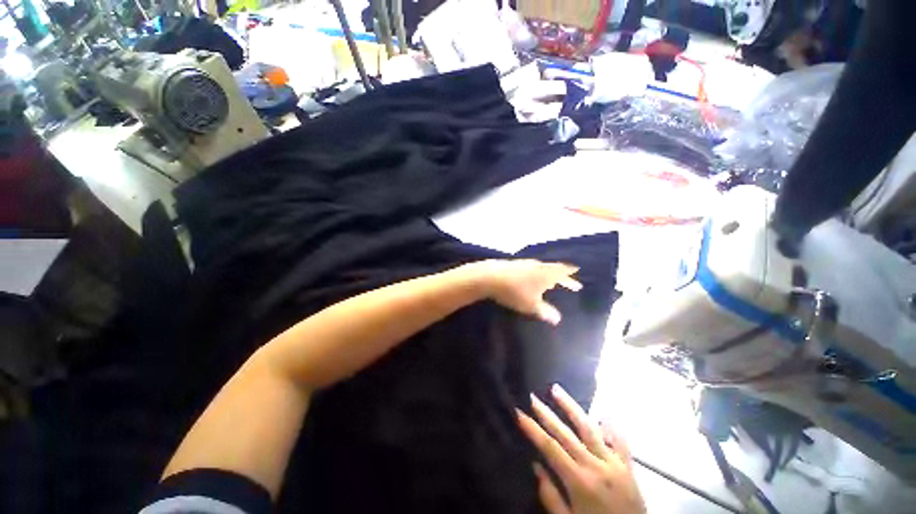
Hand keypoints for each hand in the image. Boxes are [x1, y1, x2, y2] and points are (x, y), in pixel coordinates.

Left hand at [473, 260, 581, 324]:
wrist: (490, 277)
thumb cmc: (515, 292)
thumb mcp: (531, 305)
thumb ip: (545, 312)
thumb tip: (558, 319)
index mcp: (546, 273)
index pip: (563, 271)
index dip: (571, 275)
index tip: (578, 276)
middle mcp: (538, 265)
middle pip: (554, 270)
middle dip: (562, 278)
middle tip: (571, 284)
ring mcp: (525, 263)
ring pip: (542, 269)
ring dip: (549, 276)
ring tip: (552, 283)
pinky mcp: (514, 264)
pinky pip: (531, 269)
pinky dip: (536, 274)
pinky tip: (531, 280)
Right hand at [517, 384, 646, 513]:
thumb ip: (550, 496)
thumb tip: (536, 466)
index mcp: (579, 481)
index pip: (550, 448)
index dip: (533, 429)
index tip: (519, 412)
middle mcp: (596, 466)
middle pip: (566, 434)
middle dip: (546, 413)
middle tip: (532, 396)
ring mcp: (614, 463)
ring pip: (589, 428)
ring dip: (571, 407)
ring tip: (556, 390)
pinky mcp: (628, 466)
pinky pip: (620, 440)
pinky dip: (611, 425)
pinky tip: (604, 412)